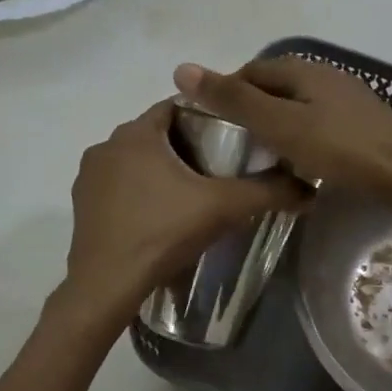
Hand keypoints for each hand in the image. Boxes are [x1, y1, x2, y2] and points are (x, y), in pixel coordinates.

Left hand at [59, 99, 305, 328]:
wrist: (109, 283)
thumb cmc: (163, 232)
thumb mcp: (223, 208)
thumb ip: (266, 192)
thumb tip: (309, 188)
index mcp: (136, 133)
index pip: (177, 107)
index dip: (208, 118)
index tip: (232, 140)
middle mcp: (106, 145)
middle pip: (156, 135)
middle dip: (186, 148)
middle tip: (218, 172)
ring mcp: (89, 176)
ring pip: (135, 162)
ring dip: (160, 172)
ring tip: (190, 197)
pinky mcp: (82, 204)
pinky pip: (118, 187)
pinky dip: (139, 194)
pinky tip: (158, 218)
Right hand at [174, 57, 391, 202]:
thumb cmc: (338, 147)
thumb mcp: (280, 124)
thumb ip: (234, 100)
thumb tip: (182, 68)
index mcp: (301, 69)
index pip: (249, 72)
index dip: (225, 93)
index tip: (211, 126)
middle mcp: (324, 74)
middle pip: (274, 86)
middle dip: (250, 109)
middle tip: (233, 146)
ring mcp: (346, 97)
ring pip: (297, 105)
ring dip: (276, 124)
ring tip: (262, 155)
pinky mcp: (361, 122)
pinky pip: (317, 122)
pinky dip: (300, 135)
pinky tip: (300, 159)